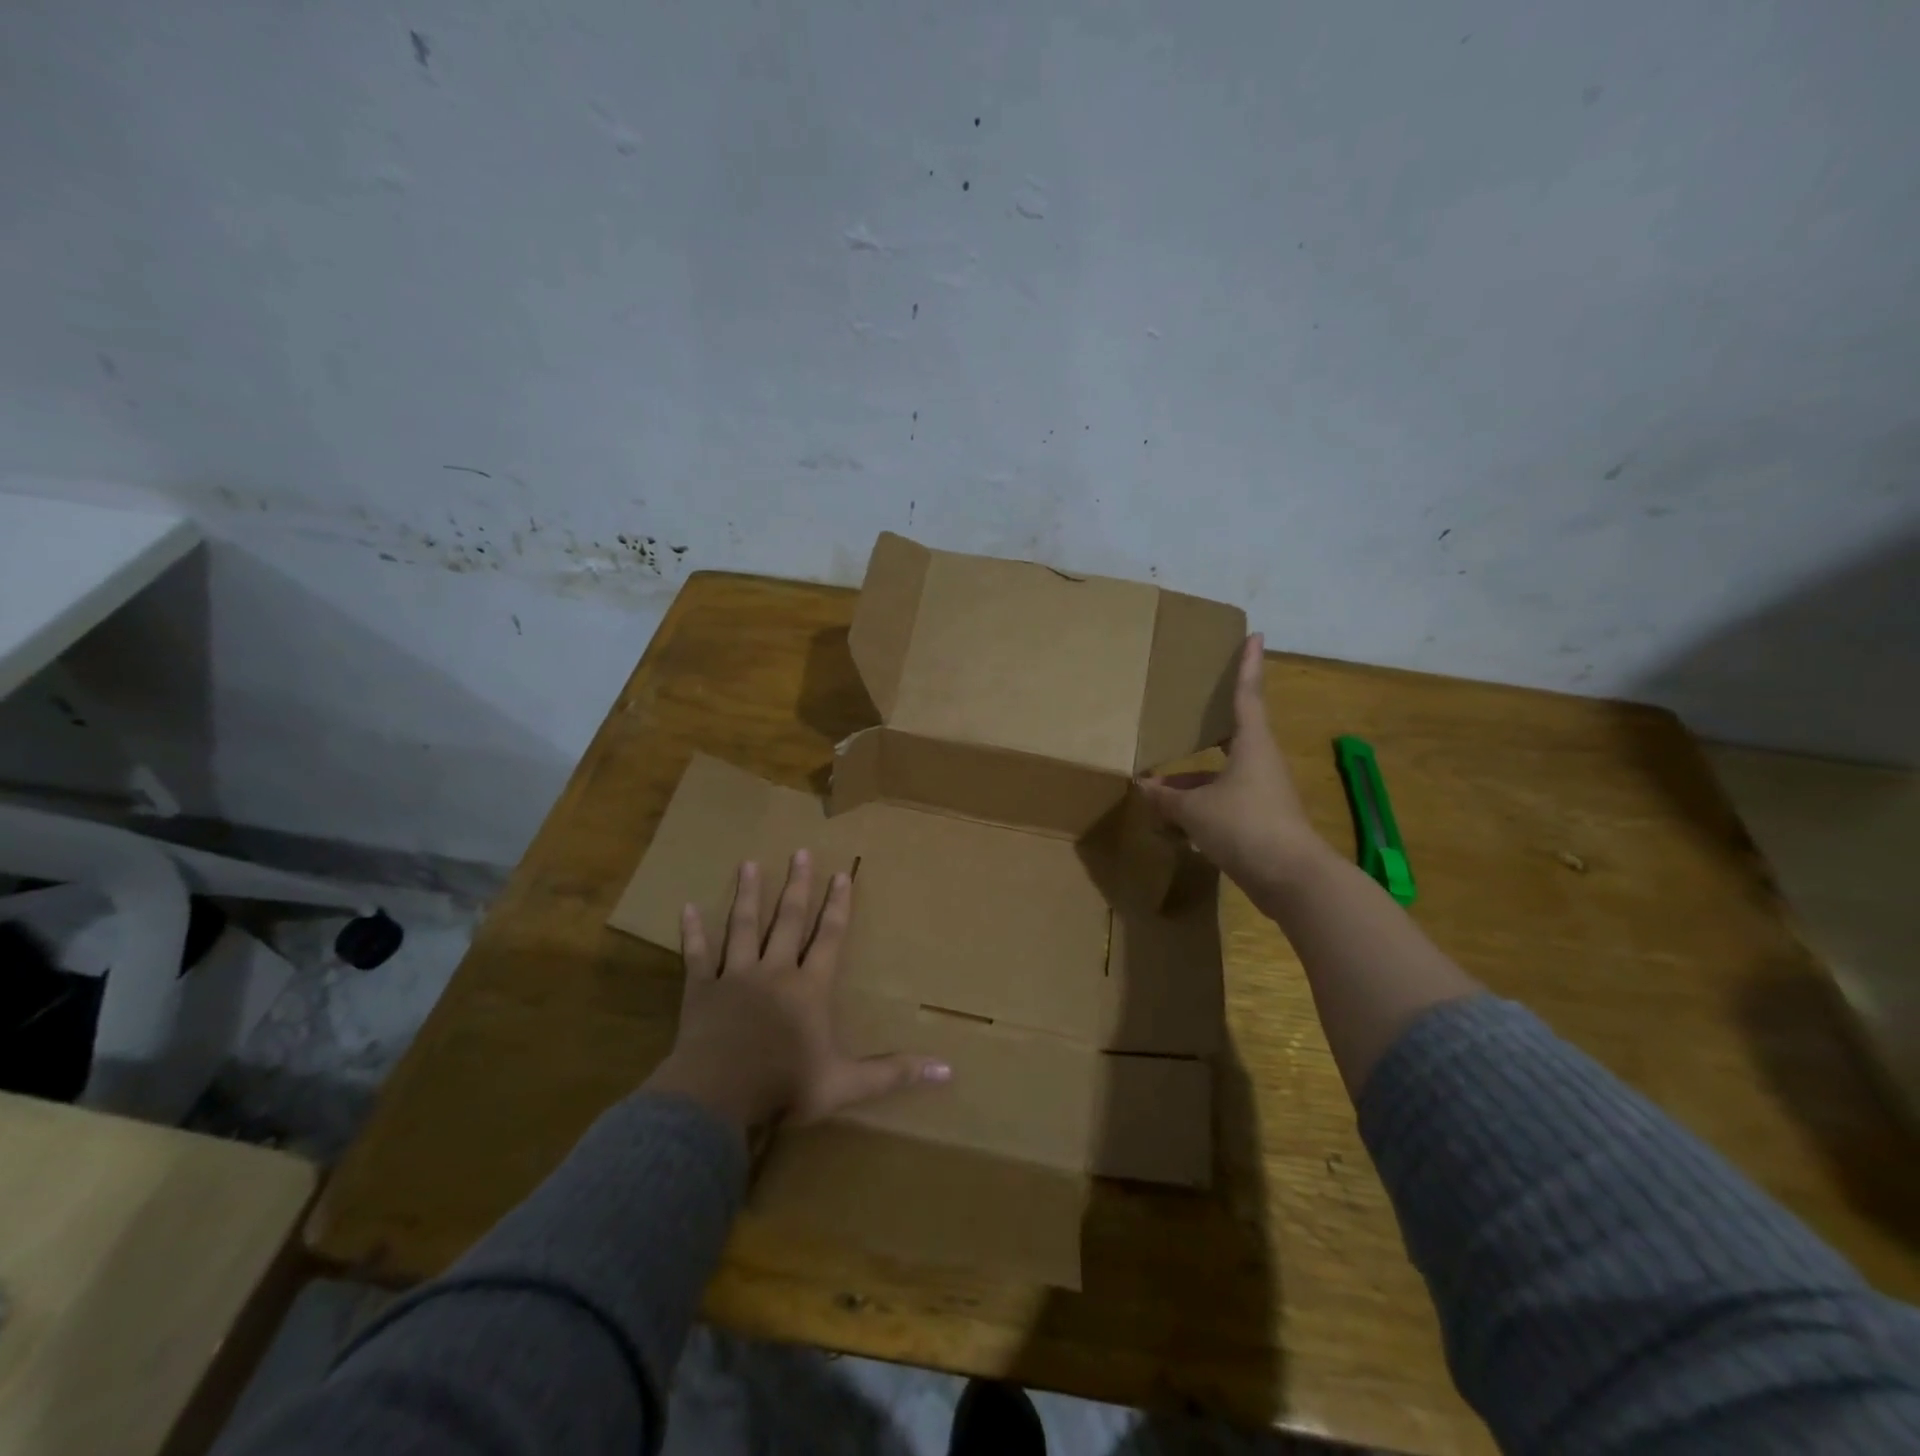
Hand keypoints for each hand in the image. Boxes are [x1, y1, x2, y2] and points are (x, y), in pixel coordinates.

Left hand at [643, 851, 950, 1133]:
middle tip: (800, 852)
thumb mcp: (845, 1084)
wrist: (718, 1097)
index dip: (837, 906)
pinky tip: (686, 908)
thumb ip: (893, 1073)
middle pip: (788, 920)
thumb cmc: (784, 1086)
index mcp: (809, 989)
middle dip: (797, 885)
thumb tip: (948, 1070)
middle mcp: (775, 972)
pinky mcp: (701, 990)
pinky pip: (698, 956)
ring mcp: (736, 977)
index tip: (841, 874)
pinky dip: (693, 932)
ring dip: (749, 895)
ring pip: (743, 927)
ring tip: (750, 863)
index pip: (829, 938)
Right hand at [1137, 633, 1332, 898]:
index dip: (1248, 665)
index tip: (1255, 635)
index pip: (1247, 694)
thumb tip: (1142, 786)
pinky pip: (1222, 805)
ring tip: (1154, 789)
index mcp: (1251, 746)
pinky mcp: (1259, 823)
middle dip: (1204, 730)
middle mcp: (1259, 764)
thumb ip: (1166, 798)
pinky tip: (1172, 825)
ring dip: (1190, 783)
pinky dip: (1198, 810)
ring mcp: (1261, 795)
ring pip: (1219, 778)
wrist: (1292, 879)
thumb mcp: (1195, 810)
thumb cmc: (1246, 826)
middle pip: (1229, 738)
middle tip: (1183, 715)